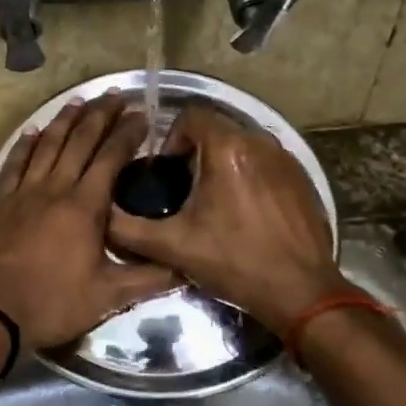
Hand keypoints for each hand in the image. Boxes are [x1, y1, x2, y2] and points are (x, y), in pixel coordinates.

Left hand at [0, 94, 177, 350]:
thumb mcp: (108, 297)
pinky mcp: (0, 202)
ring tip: (79, 101)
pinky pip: (14, 164)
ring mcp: (24, 192)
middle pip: (79, 142)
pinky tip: (32, 132)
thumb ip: (148, 279)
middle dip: (99, 116)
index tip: (142, 115)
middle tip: (114, 95)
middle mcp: (55, 188)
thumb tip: (186, 267)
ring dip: (64, 121)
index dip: (127, 134)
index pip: (110, 158)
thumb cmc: (52, 302)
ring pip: (47, 145)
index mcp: (84, 206)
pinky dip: (25, 145)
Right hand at [107, 104, 346, 336]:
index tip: (167, 172)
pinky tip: (245, 213)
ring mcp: (286, 159)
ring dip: (223, 164)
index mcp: (227, 148)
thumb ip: (128, 228)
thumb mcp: (173, 246)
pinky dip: (249, 177)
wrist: (301, 291)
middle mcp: (260, 142)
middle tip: (184, 190)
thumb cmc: (235, 262)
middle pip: (218, 129)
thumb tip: (103, 216)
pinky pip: (266, 163)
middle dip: (196, 152)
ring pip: (243, 146)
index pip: (191, 115)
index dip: (172, 138)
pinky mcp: (302, 179)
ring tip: (213, 203)